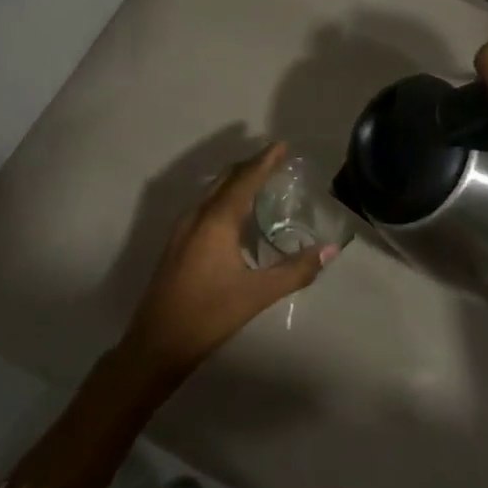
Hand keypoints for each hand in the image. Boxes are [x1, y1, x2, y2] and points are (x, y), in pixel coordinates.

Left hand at [115, 143, 337, 387]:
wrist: (157, 342)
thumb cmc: (209, 315)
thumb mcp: (257, 294)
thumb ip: (295, 271)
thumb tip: (330, 250)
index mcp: (216, 220)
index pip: (245, 179)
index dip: (264, 161)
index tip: (281, 145)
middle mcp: (197, 215)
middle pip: (226, 179)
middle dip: (250, 166)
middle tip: (274, 159)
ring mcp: (182, 228)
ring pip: (211, 191)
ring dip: (235, 181)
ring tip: (258, 180)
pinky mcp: (176, 242)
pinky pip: (204, 206)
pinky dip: (223, 197)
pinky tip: (234, 214)